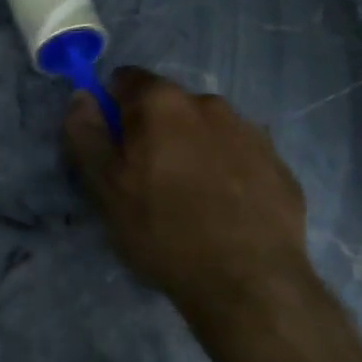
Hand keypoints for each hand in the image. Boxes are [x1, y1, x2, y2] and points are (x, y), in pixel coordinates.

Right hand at [63, 67, 311, 320]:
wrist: (249, 282)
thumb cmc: (162, 229)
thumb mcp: (104, 185)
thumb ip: (86, 133)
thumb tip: (82, 96)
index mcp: (162, 102)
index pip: (124, 79)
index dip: (111, 109)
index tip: (112, 148)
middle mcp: (209, 104)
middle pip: (167, 105)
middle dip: (152, 131)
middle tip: (145, 181)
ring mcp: (251, 133)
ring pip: (205, 130)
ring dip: (190, 150)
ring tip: (188, 200)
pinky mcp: (279, 165)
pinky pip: (237, 156)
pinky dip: (224, 172)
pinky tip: (222, 211)